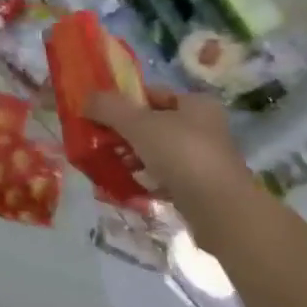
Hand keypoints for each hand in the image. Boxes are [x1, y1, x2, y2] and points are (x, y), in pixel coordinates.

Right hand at [86, 84, 248, 215]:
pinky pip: (166, 176)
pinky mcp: (202, 188)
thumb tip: (86, 99)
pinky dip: (147, 178)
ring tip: (112, 165)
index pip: (152, 93)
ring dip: (134, 156)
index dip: (125, 102)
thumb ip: (109, 107)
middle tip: (103, 142)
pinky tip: (129, 185)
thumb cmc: (181, 154)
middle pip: (154, 123)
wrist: (221, 213)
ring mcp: (205, 160)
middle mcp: (205, 127)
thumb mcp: (138, 123)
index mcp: (196, 103)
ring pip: (159, 151)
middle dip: (126, 133)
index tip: (101, 115)